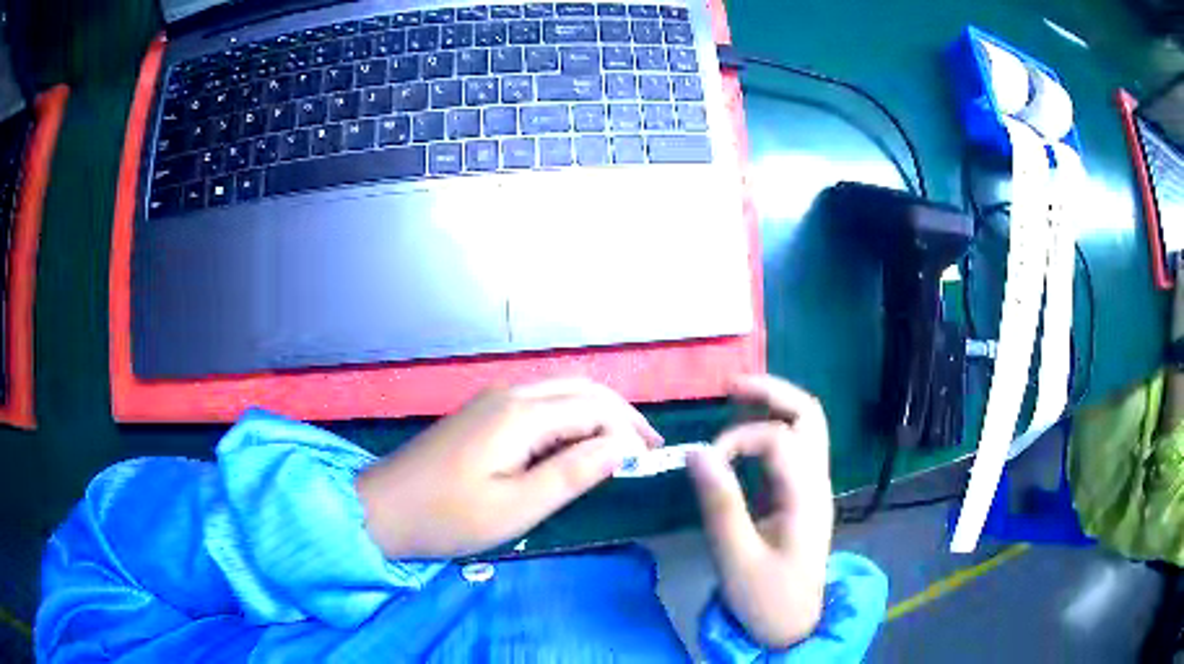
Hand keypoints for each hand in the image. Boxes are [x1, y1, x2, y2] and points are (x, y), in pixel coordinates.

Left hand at [356, 378, 661, 558]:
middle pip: (582, 389)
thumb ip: (573, 473)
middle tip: (646, 448)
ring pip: (561, 392)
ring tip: (620, 447)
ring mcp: (493, 400)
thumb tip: (621, 447)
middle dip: (620, 414)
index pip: (595, 409)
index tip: (650, 461)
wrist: (383, 509)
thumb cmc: (448, 516)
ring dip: (596, 414)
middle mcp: (510, 395)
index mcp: (521, 415)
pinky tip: (576, 444)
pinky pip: (540, 404)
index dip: (628, 431)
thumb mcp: (517, 507)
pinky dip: (570, 418)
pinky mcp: (482, 414)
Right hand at [687, 375, 833, 648]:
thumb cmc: (766, 598)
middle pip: (809, 416)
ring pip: (805, 428)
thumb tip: (696, 451)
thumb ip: (719, 503)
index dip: (738, 438)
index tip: (704, 463)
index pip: (778, 439)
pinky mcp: (800, 497)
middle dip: (772, 393)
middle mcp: (816, 482)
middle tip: (730, 386)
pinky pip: (792, 450)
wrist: (793, 626)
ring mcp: (812, 488)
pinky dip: (768, 432)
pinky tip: (741, 440)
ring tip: (733, 400)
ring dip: (773, 408)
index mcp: (806, 496)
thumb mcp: (736, 557)